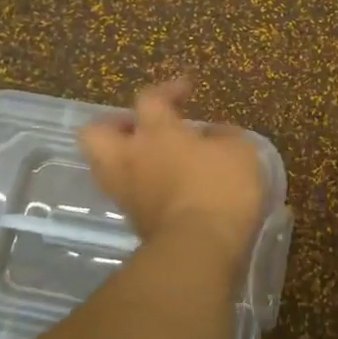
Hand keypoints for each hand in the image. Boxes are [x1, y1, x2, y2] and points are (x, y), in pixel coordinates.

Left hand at [79, 80, 266, 261]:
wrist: (199, 249)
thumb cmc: (221, 189)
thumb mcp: (240, 152)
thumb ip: (225, 137)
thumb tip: (215, 135)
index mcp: (157, 132)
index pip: (150, 98)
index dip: (167, 90)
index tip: (185, 90)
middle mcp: (131, 158)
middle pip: (97, 133)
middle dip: (114, 125)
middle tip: (140, 127)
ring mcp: (127, 193)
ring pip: (104, 167)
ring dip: (122, 159)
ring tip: (150, 160)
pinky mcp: (134, 223)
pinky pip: (127, 195)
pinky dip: (140, 188)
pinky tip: (164, 189)